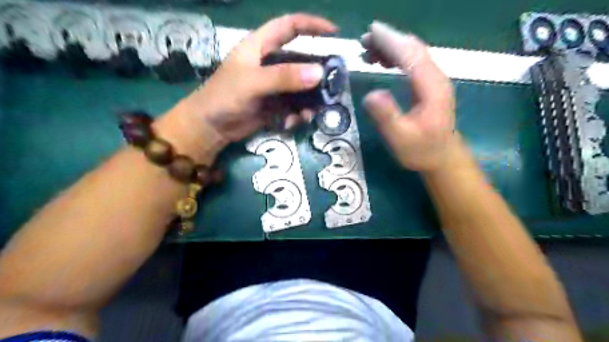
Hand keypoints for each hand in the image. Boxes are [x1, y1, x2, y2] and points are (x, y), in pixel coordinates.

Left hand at [184, 13, 340, 143]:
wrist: (211, 128)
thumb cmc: (224, 97)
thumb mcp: (252, 83)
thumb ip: (284, 77)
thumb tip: (319, 73)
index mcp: (260, 46)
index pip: (289, 26)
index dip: (312, 25)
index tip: (334, 32)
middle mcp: (270, 63)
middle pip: (301, 61)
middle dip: (316, 74)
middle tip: (331, 86)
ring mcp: (274, 86)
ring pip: (301, 87)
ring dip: (308, 101)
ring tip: (307, 114)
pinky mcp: (275, 104)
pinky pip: (294, 106)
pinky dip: (297, 114)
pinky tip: (289, 123)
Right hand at [357, 20, 454, 173]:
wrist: (442, 158)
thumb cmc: (421, 151)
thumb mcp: (401, 139)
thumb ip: (387, 116)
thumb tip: (370, 94)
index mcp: (431, 88)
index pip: (410, 55)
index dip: (390, 41)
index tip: (370, 32)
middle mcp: (435, 78)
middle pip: (413, 49)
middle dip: (388, 40)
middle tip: (363, 42)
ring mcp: (434, 80)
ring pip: (413, 53)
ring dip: (391, 47)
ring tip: (367, 51)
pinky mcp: (429, 85)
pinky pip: (412, 62)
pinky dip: (396, 57)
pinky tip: (382, 62)